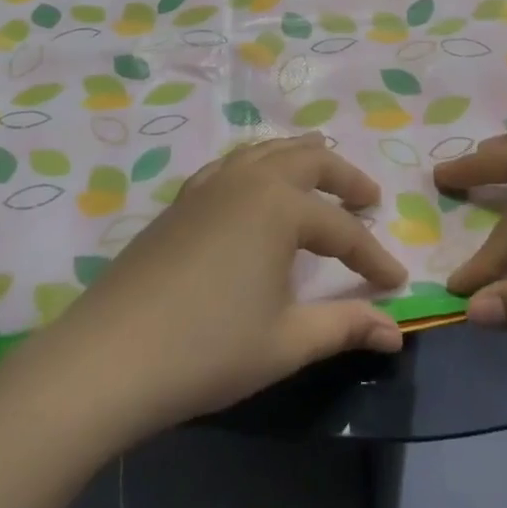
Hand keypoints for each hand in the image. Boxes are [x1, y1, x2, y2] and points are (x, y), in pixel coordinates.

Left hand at [0, 134, 405, 441]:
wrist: (110, 357)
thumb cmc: (207, 349)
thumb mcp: (285, 342)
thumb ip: (344, 327)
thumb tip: (396, 332)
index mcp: (280, 207)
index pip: (341, 230)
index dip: (372, 256)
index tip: (396, 282)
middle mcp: (249, 180)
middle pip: (309, 160)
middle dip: (345, 178)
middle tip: (368, 198)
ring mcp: (211, 184)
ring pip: (268, 150)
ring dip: (302, 159)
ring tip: (322, 176)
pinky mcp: (183, 199)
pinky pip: (233, 164)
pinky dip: (260, 166)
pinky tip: (257, 190)